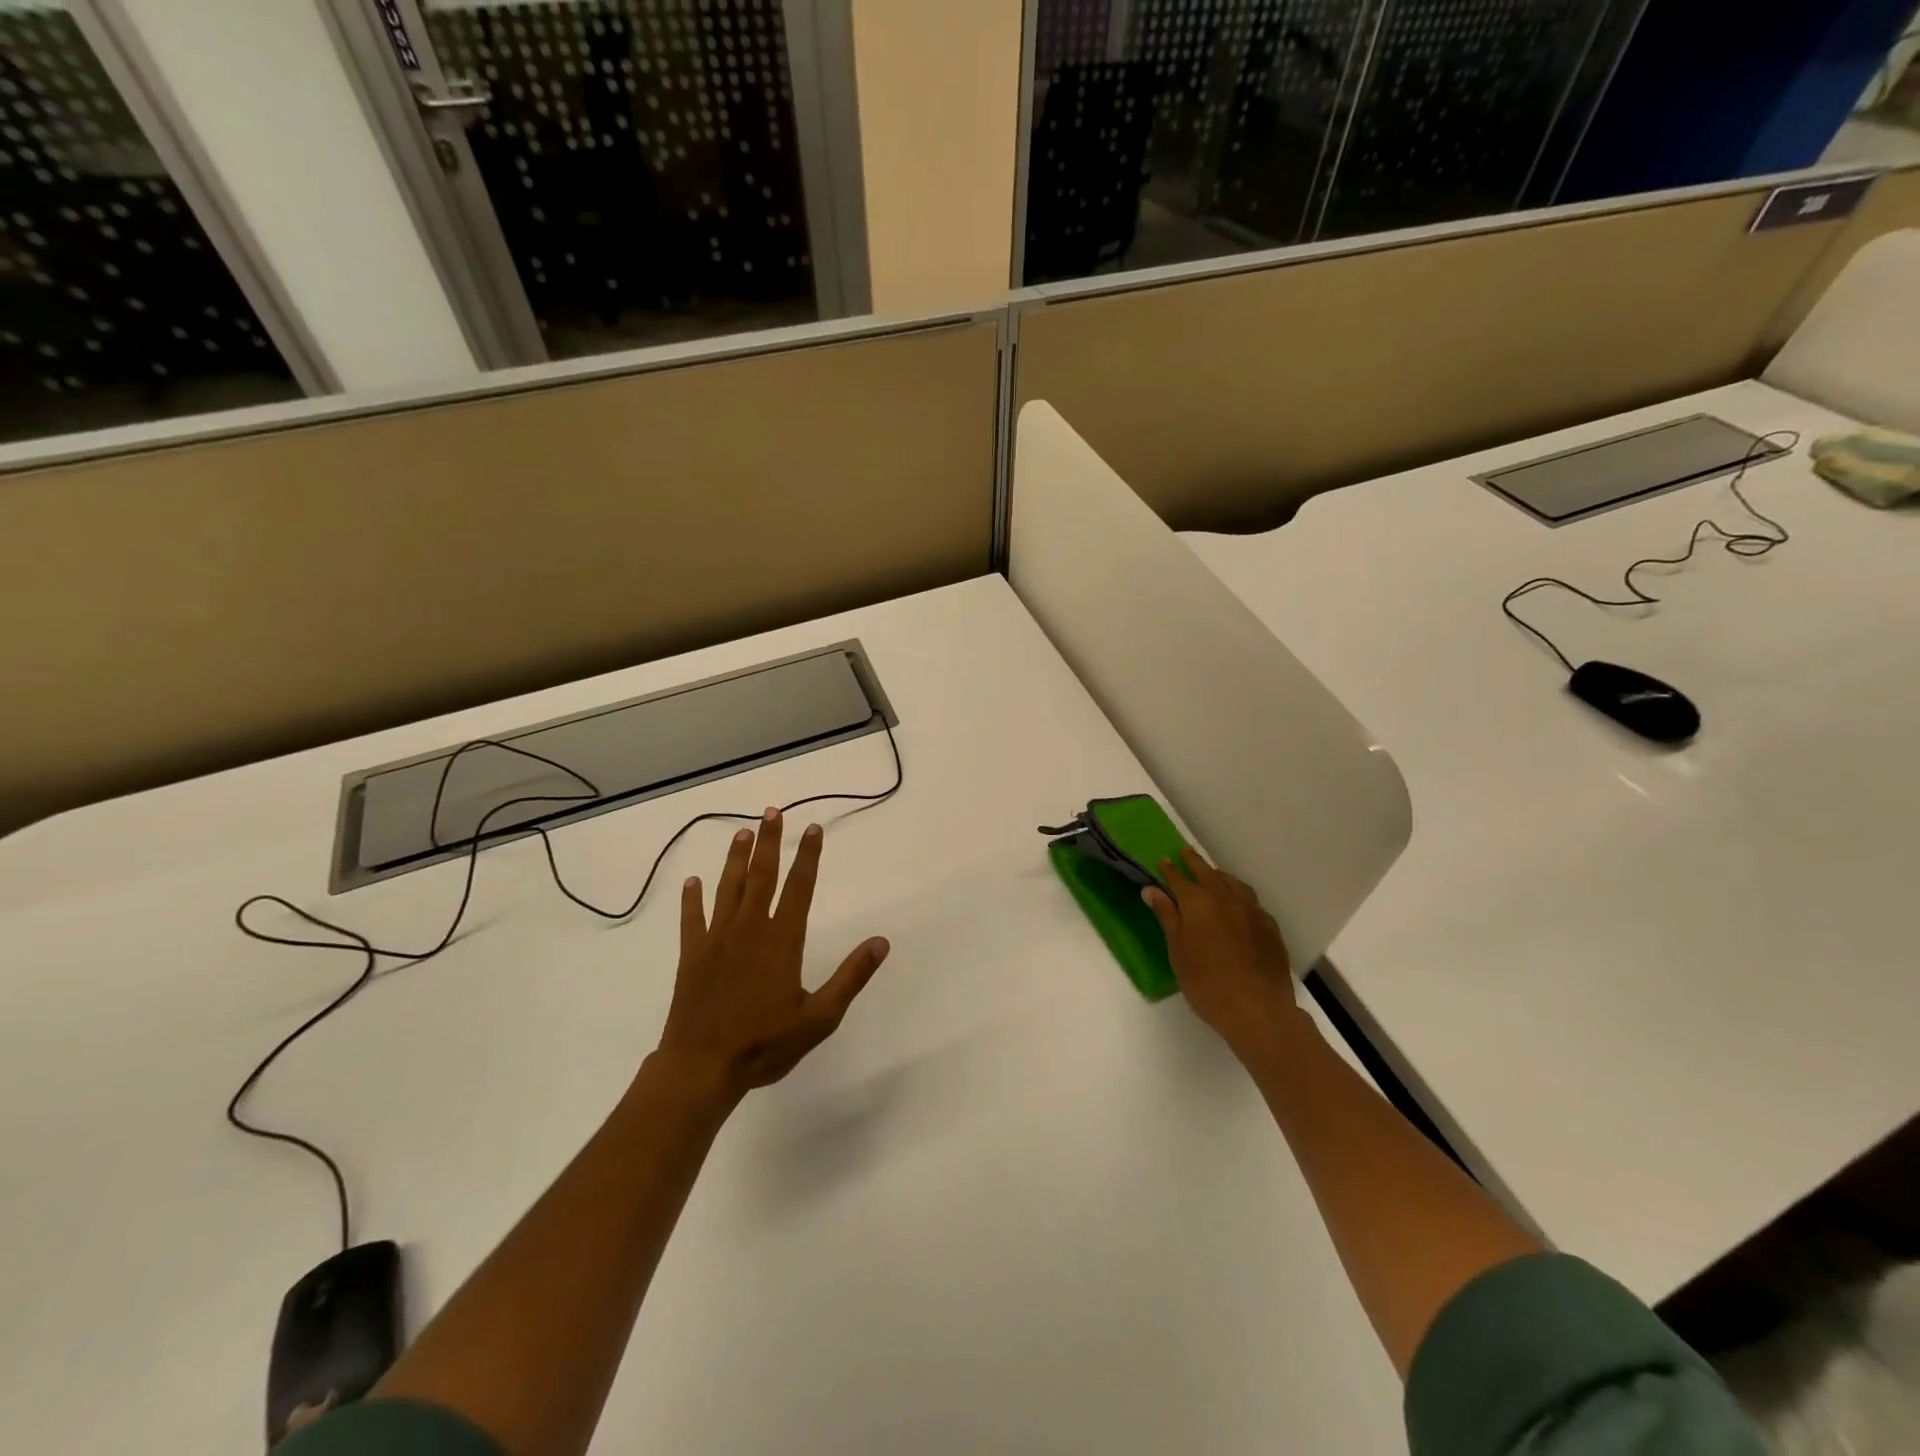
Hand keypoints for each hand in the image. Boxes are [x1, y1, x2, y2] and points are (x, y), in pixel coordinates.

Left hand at [653, 808, 888, 1102]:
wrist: (702, 1067)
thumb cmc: (765, 1044)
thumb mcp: (820, 1018)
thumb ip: (851, 977)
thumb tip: (881, 942)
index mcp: (782, 940)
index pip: (799, 887)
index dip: (807, 856)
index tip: (812, 828)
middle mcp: (750, 929)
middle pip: (761, 876)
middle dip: (769, 842)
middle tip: (772, 811)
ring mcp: (717, 939)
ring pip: (728, 888)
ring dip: (735, 859)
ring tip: (742, 833)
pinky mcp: (692, 955)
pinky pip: (692, 919)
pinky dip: (691, 899)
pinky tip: (691, 882)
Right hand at [1143, 848, 1301, 1054]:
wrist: (1256, 1008)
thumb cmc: (1206, 982)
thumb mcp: (1177, 950)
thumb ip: (1167, 916)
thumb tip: (1152, 890)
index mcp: (1198, 903)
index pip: (1179, 879)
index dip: (1170, 870)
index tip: (1163, 860)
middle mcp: (1226, 899)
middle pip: (1208, 874)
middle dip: (1195, 863)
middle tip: (1186, 853)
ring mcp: (1252, 911)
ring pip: (1234, 884)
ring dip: (1220, 876)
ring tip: (1214, 874)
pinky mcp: (1270, 927)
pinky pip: (1252, 902)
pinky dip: (1240, 895)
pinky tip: (1239, 904)